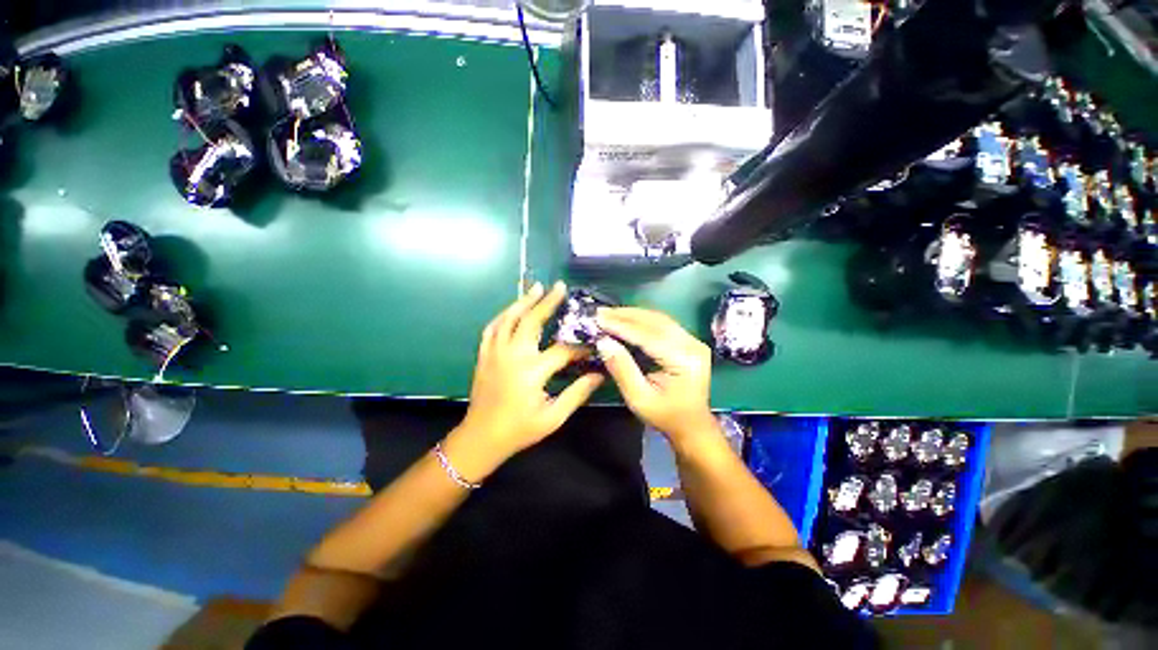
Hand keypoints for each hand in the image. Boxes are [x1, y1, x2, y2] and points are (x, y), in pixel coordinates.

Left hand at [456, 282, 603, 460]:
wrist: (481, 438)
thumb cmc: (519, 430)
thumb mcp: (553, 417)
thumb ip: (577, 393)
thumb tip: (600, 375)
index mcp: (532, 371)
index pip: (563, 349)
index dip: (580, 344)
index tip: (594, 339)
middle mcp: (513, 355)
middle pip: (532, 321)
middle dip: (547, 302)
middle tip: (559, 287)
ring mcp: (495, 353)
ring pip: (509, 319)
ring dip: (523, 301)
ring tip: (536, 287)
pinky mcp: (484, 355)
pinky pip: (492, 328)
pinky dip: (503, 315)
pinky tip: (512, 309)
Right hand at [595, 308, 716, 442]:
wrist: (692, 424)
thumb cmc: (665, 415)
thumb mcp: (639, 398)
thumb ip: (622, 369)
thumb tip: (603, 342)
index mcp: (684, 361)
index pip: (648, 336)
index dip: (622, 326)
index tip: (598, 320)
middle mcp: (692, 345)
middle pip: (655, 322)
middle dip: (625, 316)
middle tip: (599, 313)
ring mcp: (692, 340)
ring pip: (659, 319)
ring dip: (632, 314)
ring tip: (608, 314)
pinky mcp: (688, 340)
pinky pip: (662, 323)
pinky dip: (641, 319)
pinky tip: (625, 318)